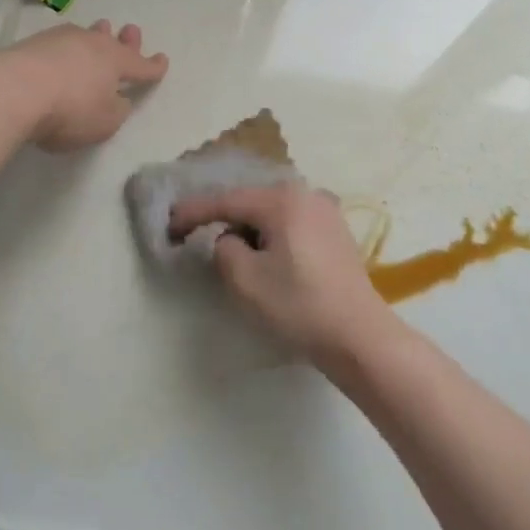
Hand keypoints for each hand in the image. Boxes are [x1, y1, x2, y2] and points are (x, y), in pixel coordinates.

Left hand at [3, 20, 168, 151]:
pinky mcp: (32, 44)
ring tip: (100, 29)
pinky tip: (62, 50)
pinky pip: (59, 43)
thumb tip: (115, 99)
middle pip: (113, 42)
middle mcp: (92, 44)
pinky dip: (67, 47)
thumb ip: (116, 110)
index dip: (153, 66)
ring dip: (95, 35)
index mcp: (116, 62)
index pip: (141, 65)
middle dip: (126, 40)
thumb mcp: (105, 122)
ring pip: (86, 35)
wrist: (14, 90)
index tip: (162, 61)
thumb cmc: (70, 110)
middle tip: (132, 31)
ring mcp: (61, 40)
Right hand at [167, 183, 390, 361]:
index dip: (193, 212)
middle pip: (250, 201)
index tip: (169, 225)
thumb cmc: (299, 305)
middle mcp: (305, 193)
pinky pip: (291, 222)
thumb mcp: (245, 279)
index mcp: (282, 199)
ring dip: (249, 227)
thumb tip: (232, 240)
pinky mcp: (336, 231)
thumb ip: (224, 249)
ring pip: (272, 212)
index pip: (226, 200)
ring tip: (230, 248)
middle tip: (194, 233)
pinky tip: (265, 253)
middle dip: (222, 217)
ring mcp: (325, 210)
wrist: (359, 336)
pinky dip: (272, 233)